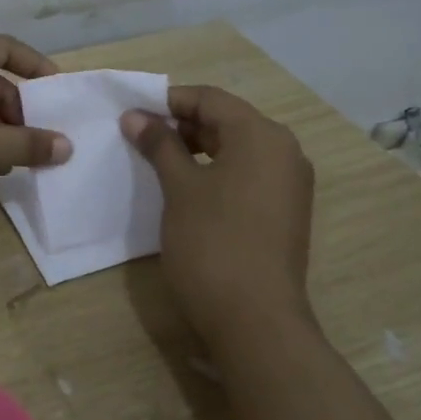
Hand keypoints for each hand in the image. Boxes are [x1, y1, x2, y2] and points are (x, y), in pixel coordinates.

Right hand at [122, 85, 315, 343]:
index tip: (132, 111)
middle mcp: (284, 151)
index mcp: (262, 136)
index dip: (169, 100)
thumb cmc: (212, 242)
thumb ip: (159, 145)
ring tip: (156, 160)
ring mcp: (288, 184)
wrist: (255, 320)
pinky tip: (185, 188)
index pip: (211, 99)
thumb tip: (135, 116)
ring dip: (196, 149)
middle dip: (181, 124)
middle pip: (227, 121)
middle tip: (139, 136)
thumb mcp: (179, 187)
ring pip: (237, 149)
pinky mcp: (284, 212)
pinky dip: (215, 172)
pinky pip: (246, 175)